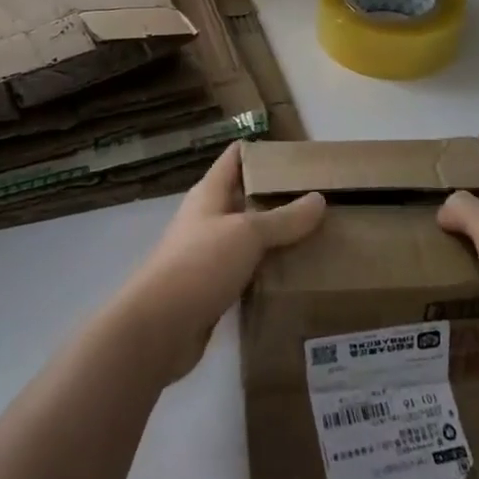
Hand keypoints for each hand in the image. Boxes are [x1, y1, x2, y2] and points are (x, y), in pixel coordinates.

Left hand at [115, 143, 326, 384]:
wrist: (159, 328)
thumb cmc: (200, 264)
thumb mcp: (247, 234)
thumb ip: (284, 219)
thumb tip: (319, 199)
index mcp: (210, 193)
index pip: (236, 157)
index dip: (263, 151)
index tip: (299, 156)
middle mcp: (208, 218)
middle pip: (245, 197)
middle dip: (278, 197)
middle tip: (319, 198)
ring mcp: (208, 254)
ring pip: (249, 236)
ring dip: (276, 236)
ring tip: (317, 235)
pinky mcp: (213, 288)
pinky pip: (247, 270)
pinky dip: (268, 269)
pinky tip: (296, 274)